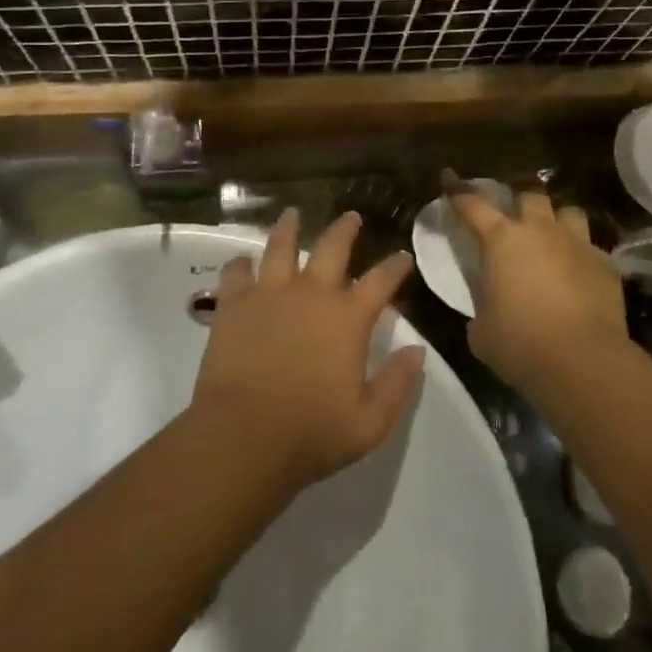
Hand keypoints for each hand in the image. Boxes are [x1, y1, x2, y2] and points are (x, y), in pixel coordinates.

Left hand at [190, 209, 424, 494]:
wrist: (243, 437)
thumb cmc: (312, 433)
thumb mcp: (370, 422)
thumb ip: (397, 383)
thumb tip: (417, 351)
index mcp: (347, 318)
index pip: (381, 281)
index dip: (395, 265)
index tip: (403, 255)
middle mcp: (311, 293)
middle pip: (332, 248)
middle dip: (345, 230)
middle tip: (351, 216)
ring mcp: (269, 294)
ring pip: (281, 247)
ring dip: (289, 228)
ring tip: (292, 214)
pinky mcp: (234, 304)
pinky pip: (237, 272)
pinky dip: (240, 263)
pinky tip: (242, 261)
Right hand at [443, 173, 626, 400]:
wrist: (582, 362)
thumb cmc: (520, 343)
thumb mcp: (482, 330)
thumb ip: (482, 307)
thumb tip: (488, 309)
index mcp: (502, 240)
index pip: (474, 205)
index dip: (459, 192)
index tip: (450, 179)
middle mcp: (540, 231)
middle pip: (530, 194)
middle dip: (520, 199)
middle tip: (514, 214)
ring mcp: (577, 244)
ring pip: (569, 211)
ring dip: (558, 220)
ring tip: (554, 236)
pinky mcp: (607, 265)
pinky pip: (593, 247)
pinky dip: (583, 255)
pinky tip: (580, 273)